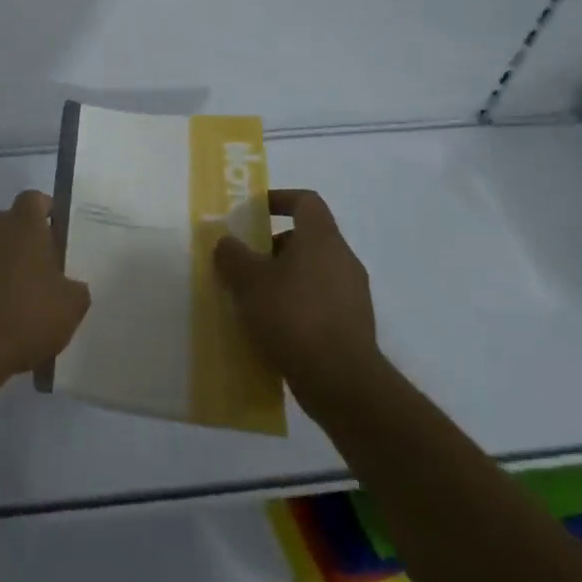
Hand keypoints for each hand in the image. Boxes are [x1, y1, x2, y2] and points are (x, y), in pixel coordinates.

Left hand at [0, 190, 90, 389]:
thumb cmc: (25, 315)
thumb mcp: (71, 306)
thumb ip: (76, 287)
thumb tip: (69, 284)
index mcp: (23, 223)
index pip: (36, 200)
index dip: (50, 213)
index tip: (62, 237)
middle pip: (16, 223)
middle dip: (32, 242)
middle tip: (51, 271)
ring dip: (13, 265)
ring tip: (31, 299)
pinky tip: (10, 315)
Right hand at [213, 189, 379, 413]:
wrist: (342, 382)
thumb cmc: (292, 316)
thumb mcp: (247, 281)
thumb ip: (232, 255)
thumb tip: (227, 244)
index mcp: (321, 239)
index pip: (306, 201)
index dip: (279, 199)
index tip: (254, 212)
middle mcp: (343, 259)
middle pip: (307, 238)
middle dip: (273, 246)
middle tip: (245, 263)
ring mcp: (353, 294)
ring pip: (313, 272)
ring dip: (284, 278)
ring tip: (254, 299)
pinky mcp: (354, 325)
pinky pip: (320, 301)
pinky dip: (297, 305)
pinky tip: (274, 326)